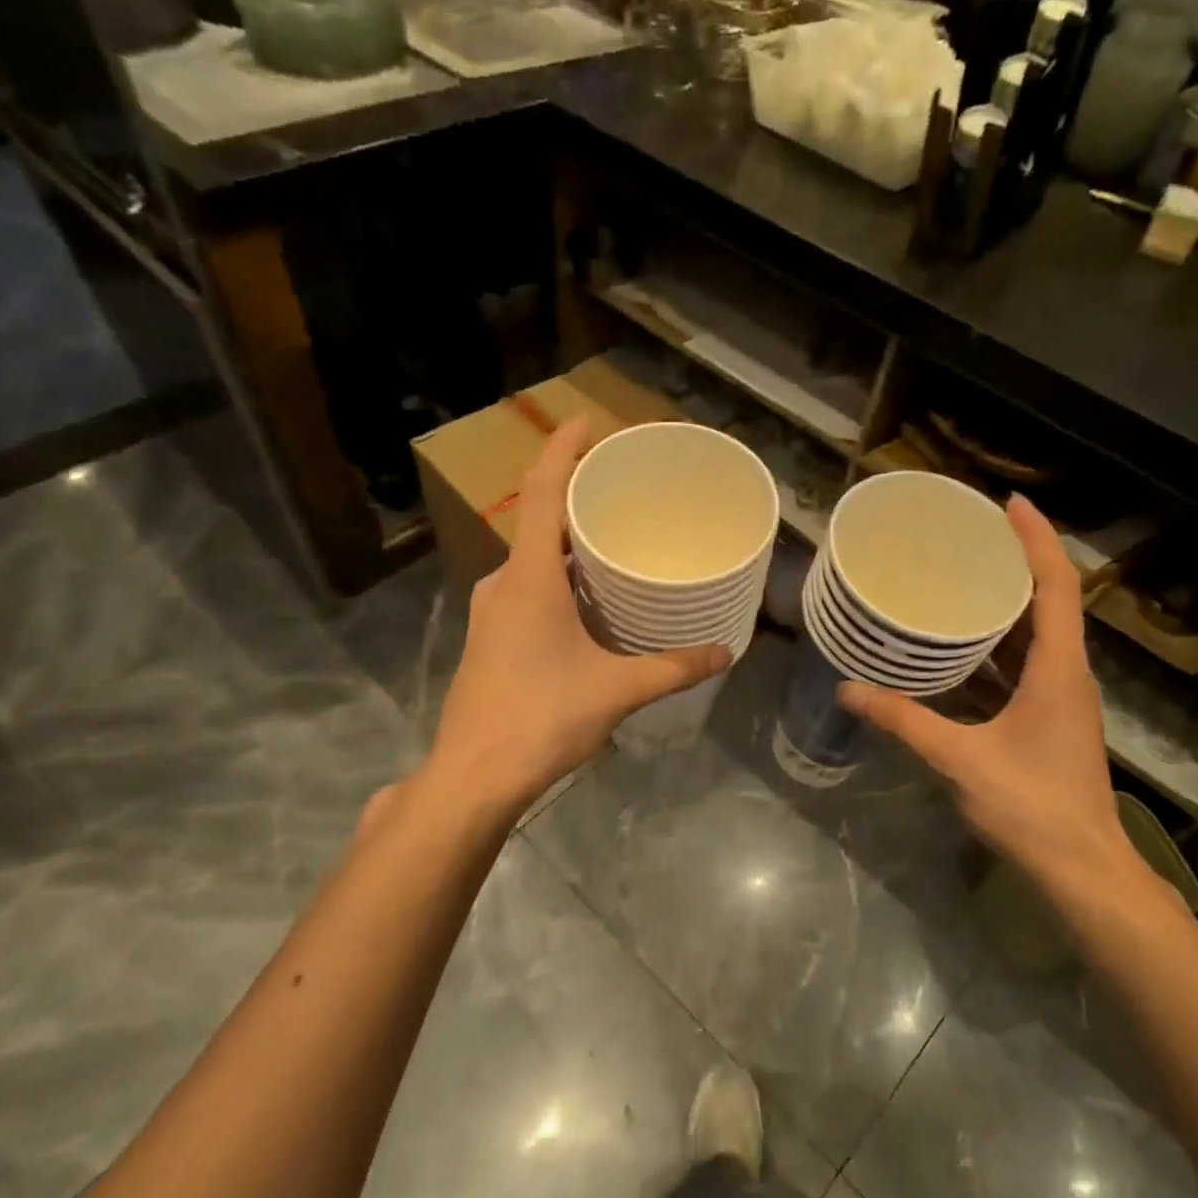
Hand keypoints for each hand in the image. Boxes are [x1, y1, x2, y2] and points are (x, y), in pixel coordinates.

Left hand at [424, 418, 730, 815]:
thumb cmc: (541, 718)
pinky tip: (590, 602)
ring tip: (616, 542)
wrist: (473, 777)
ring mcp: (490, 612)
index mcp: (528, 578)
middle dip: (578, 500)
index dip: (562, 450)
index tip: (587, 421)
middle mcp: (503, 584)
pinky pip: (527, 589)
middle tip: (624, 491)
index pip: (543, 492)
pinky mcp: (490, 639)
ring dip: (569, 546)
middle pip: (540, 523)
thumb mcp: (616, 690)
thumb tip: (724, 654)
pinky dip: (559, 580)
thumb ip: (673, 668)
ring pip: (534, 561)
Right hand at [838, 495, 1163, 925]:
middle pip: (1053, 599)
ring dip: (1013, 598)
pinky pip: (1032, 660)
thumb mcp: (960, 759)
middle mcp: (1069, 674)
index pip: (1056, 586)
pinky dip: (1005, 639)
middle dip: (1020, 558)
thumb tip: (848, 689)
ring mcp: (1064, 697)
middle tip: (974, 532)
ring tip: (967, 573)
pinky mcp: (1053, 717)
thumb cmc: (1031, 807)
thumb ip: (904, 721)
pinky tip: (967, 642)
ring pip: (1043, 631)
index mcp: (1059, 670)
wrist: (1082, 867)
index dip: (1037, 539)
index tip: (1009, 503)